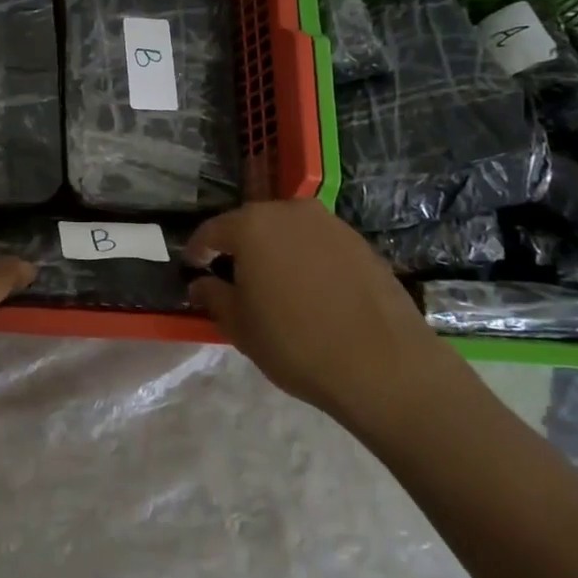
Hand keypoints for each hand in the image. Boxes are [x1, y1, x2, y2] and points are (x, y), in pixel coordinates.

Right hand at [185, 200, 458, 436]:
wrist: (384, 365)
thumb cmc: (296, 343)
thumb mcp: (240, 326)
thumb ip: (213, 296)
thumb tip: (201, 283)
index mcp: (251, 225)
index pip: (212, 230)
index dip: (198, 250)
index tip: (193, 267)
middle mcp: (290, 212)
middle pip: (252, 223)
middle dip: (239, 246)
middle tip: (232, 276)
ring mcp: (330, 224)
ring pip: (289, 231)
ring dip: (276, 250)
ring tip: (274, 284)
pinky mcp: (361, 243)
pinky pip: (319, 244)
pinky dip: (307, 259)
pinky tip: (311, 290)